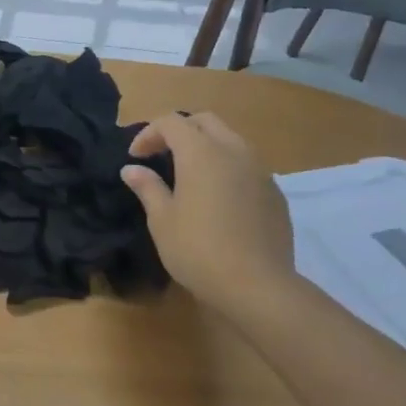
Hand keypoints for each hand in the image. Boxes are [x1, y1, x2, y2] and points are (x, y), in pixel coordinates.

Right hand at [121, 113, 296, 314]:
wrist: (257, 284)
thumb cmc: (198, 250)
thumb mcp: (162, 220)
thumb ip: (148, 187)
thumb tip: (132, 169)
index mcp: (201, 153)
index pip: (172, 122)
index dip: (149, 134)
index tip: (135, 158)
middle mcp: (234, 151)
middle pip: (204, 122)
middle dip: (179, 131)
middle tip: (160, 156)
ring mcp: (259, 170)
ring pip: (230, 139)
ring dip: (205, 146)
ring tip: (188, 175)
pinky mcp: (274, 191)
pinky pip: (246, 164)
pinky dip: (226, 167)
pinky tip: (217, 198)